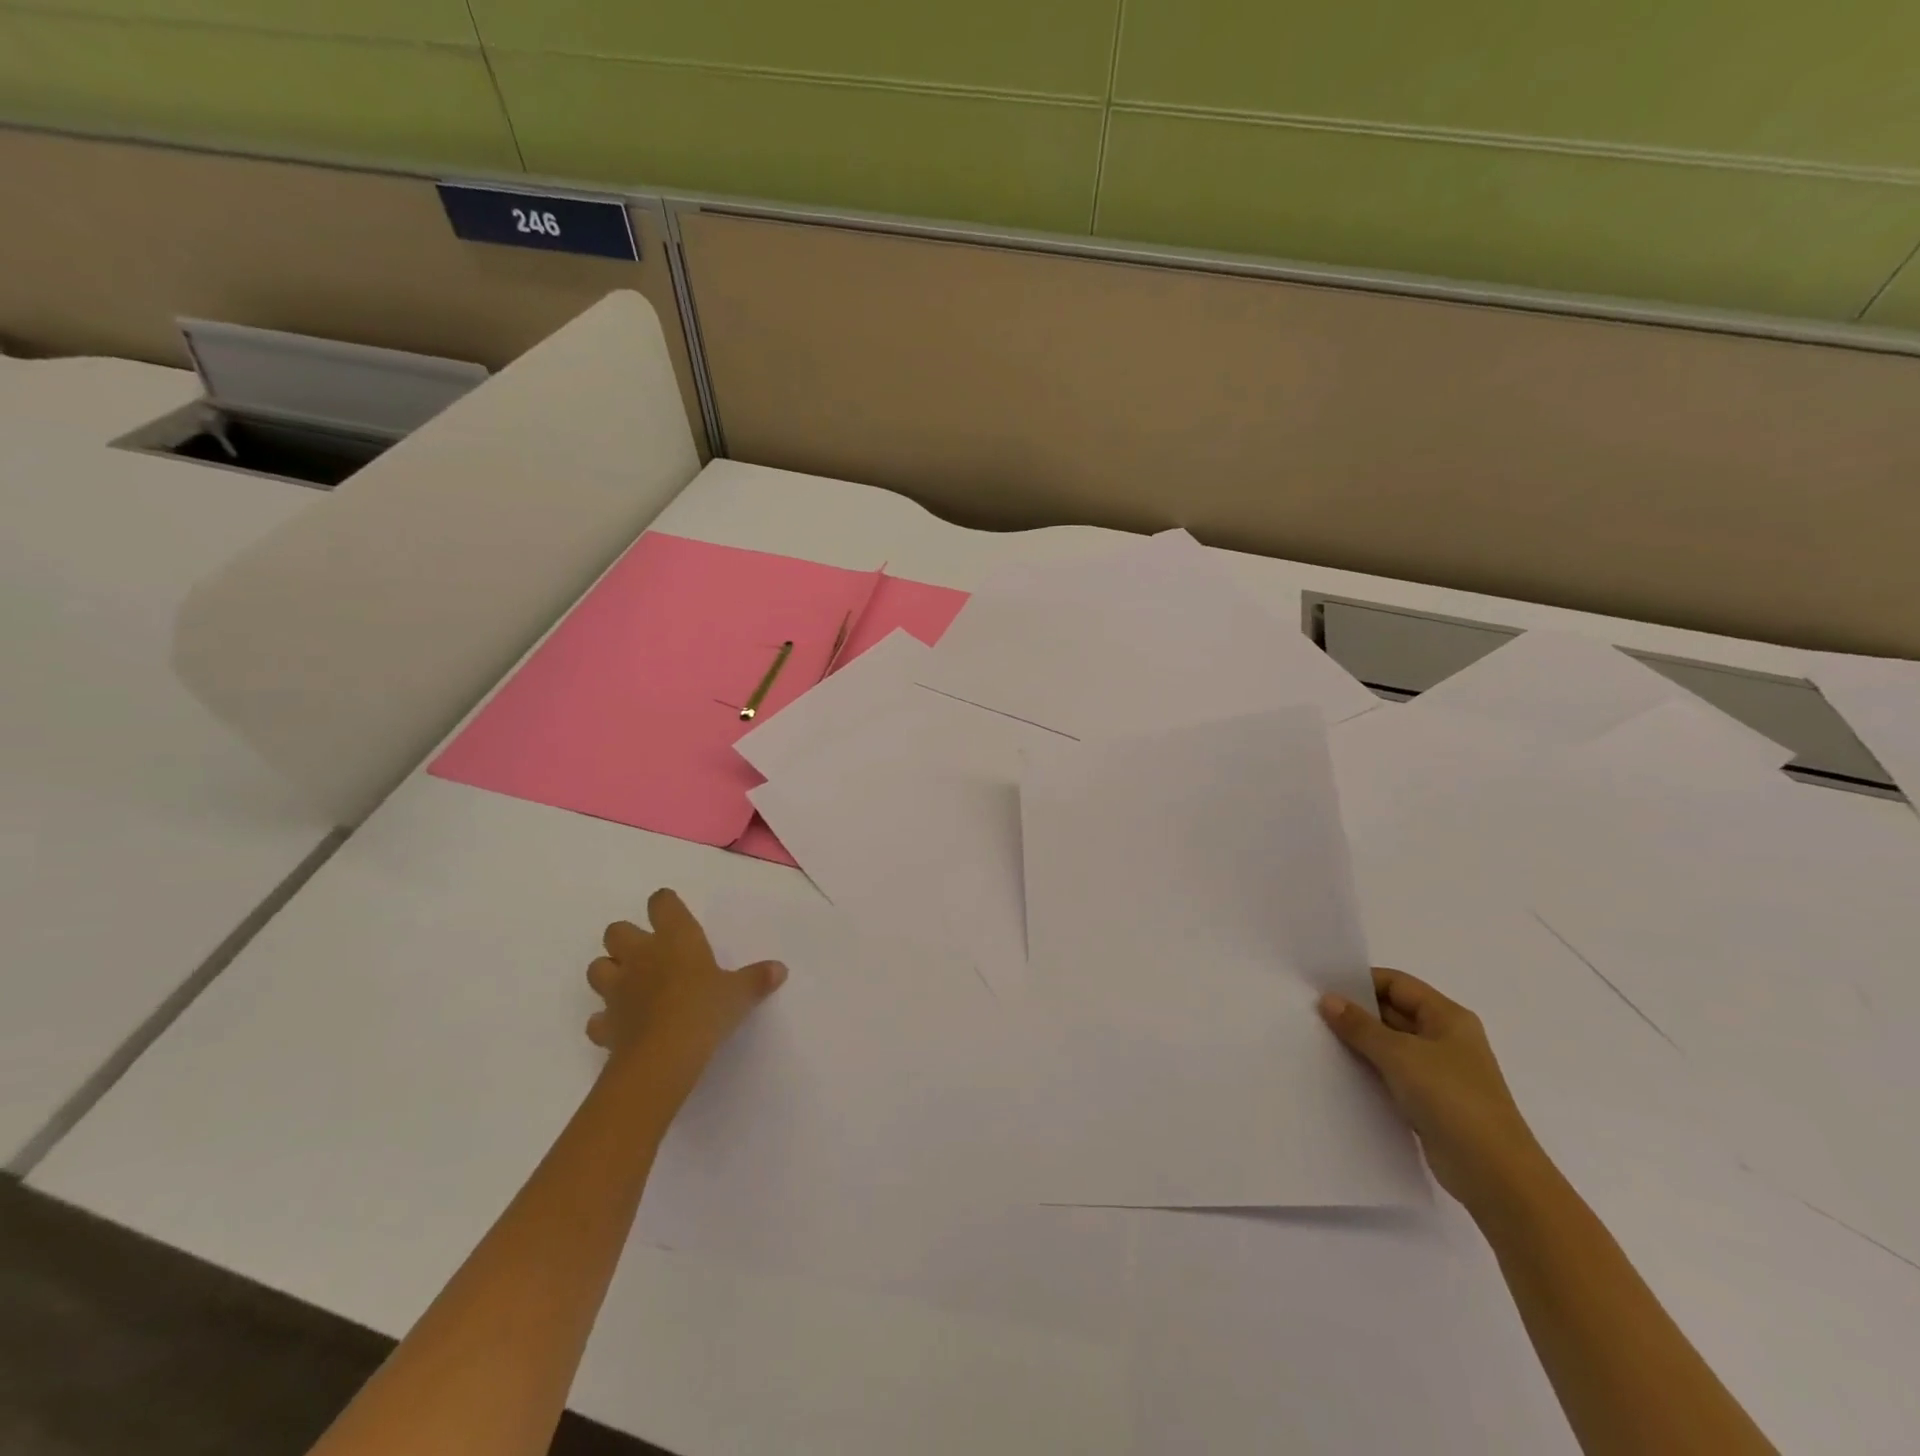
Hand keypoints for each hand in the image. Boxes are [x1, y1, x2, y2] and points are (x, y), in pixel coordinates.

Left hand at [587, 889, 786, 1102]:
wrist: (663, 1056)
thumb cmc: (705, 1010)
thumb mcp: (740, 993)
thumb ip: (757, 978)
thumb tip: (780, 969)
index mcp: (675, 938)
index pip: (661, 903)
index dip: (665, 905)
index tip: (674, 915)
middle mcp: (640, 956)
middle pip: (616, 931)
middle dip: (627, 938)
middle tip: (649, 953)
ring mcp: (617, 990)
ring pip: (597, 968)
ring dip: (610, 973)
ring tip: (630, 985)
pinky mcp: (605, 1024)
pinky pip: (597, 1018)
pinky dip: (606, 1020)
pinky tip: (621, 1026)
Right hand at [1319, 969, 1543, 1210]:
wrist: (1494, 1174)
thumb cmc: (1452, 1100)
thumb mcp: (1400, 1055)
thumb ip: (1360, 1026)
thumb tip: (1328, 999)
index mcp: (1447, 1017)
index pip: (1397, 984)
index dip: (1361, 982)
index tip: (1323, 987)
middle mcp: (1445, 1038)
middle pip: (1393, 1012)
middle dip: (1356, 1012)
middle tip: (1312, 1012)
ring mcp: (1439, 1071)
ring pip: (1390, 1044)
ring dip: (1360, 1042)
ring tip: (1318, 1039)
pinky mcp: (1430, 1100)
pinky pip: (1392, 1073)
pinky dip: (1369, 1069)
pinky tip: (1340, 1071)